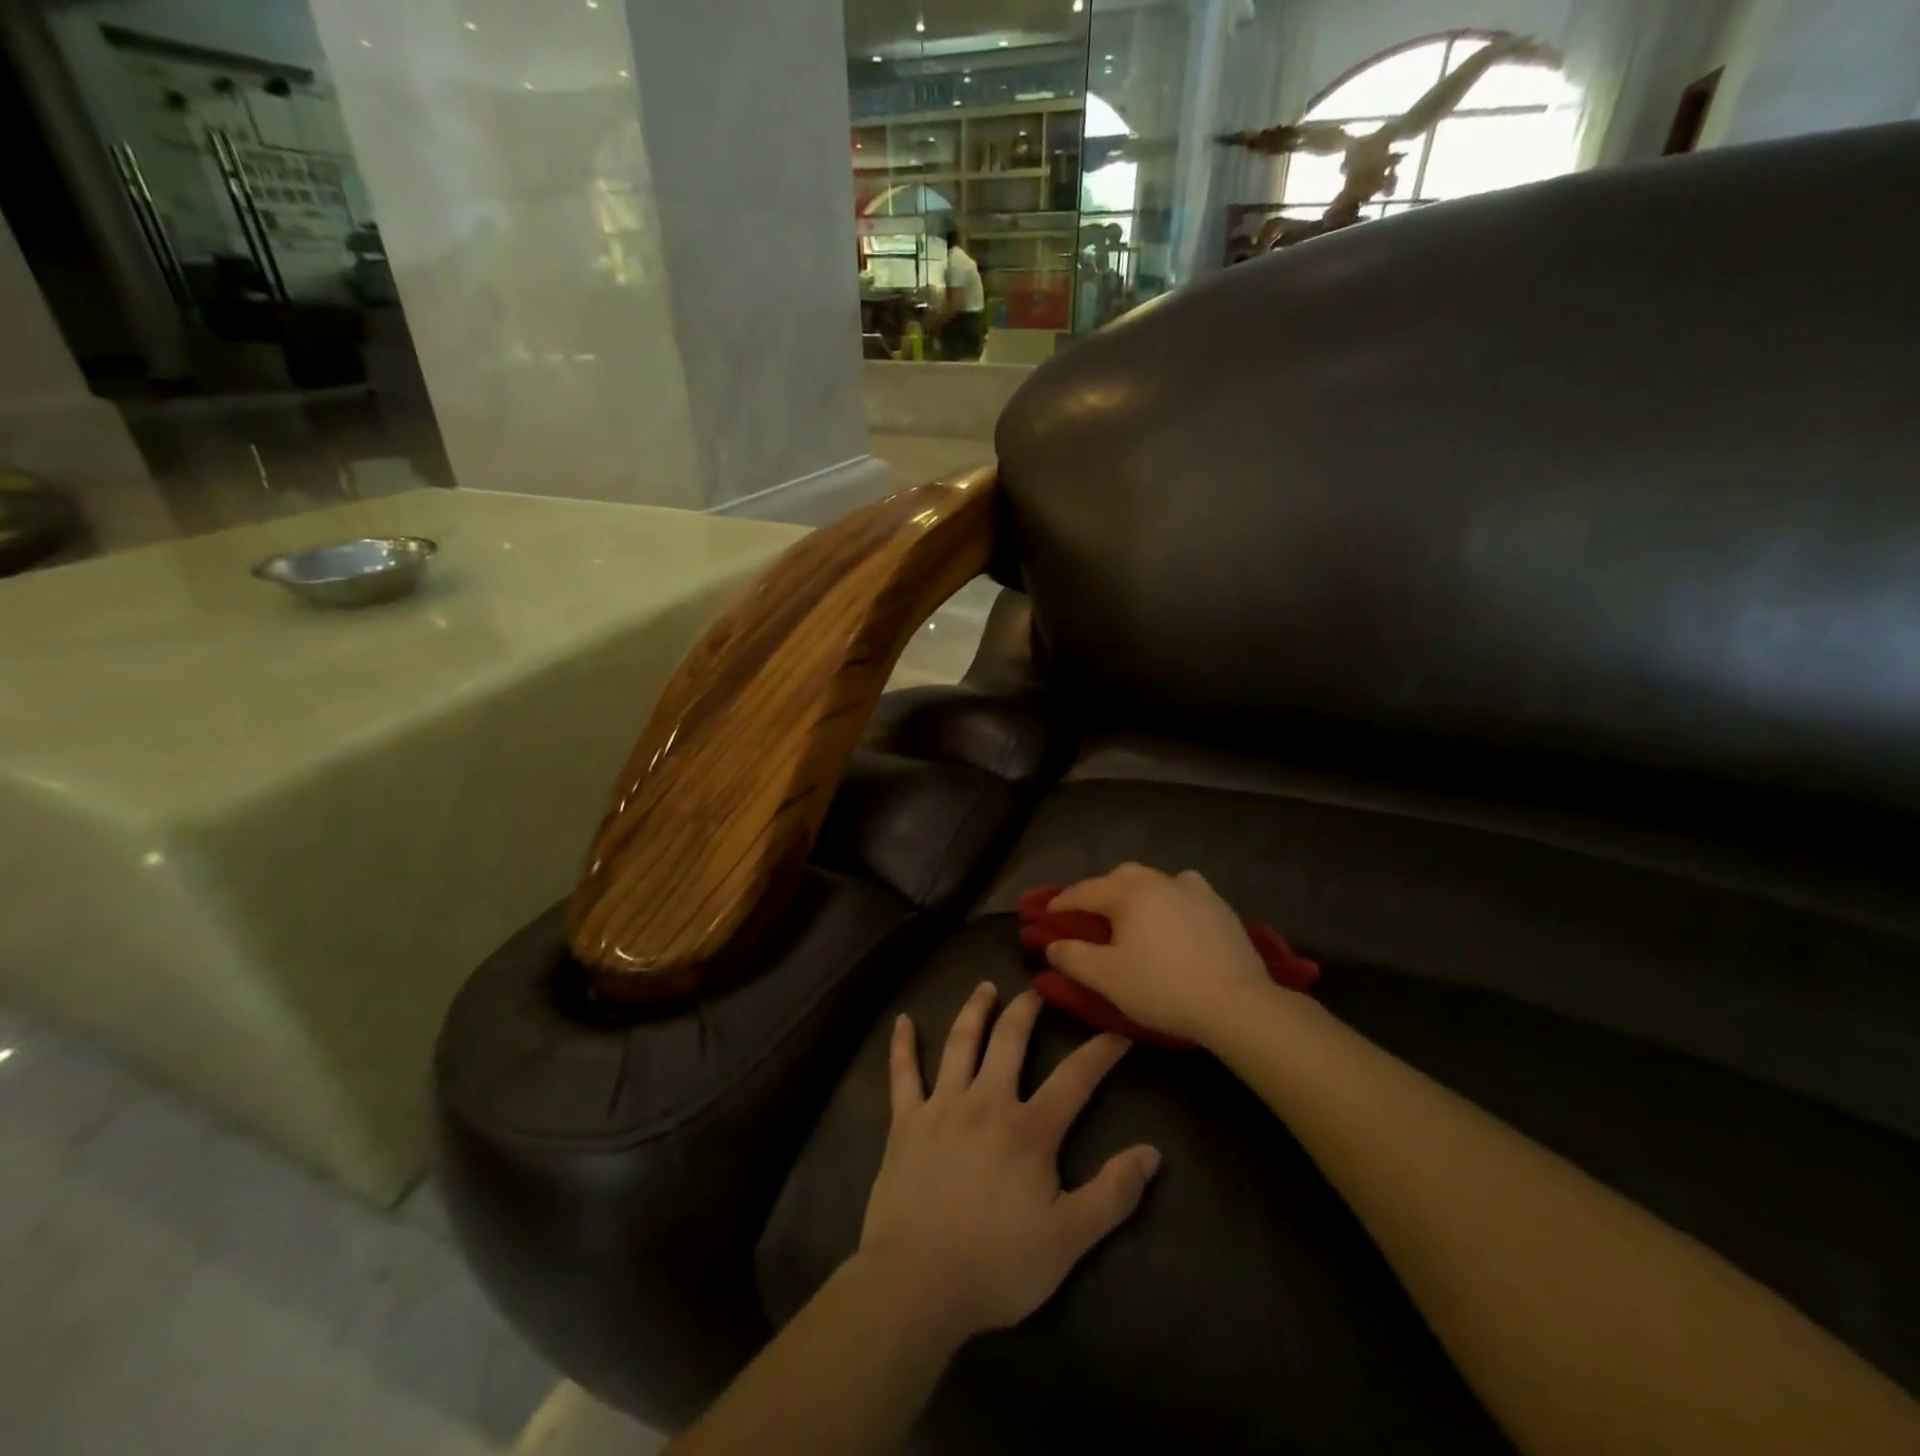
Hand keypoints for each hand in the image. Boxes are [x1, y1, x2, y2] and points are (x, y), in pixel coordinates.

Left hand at [857, 983, 1160, 1343]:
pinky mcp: (905, 1121)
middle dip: (1026, 1010)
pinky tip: (903, 1021)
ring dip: (974, 1011)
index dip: (1100, 1052)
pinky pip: (903, 1074)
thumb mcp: (1069, 1240)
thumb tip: (1152, 1153)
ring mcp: (942, 1106)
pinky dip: (902, 1045)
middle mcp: (986, 1101)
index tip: (1117, 1031)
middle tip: (1037, 990)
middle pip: (1009, 1041)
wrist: (917, 1284)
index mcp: (1029, 1129)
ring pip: (960, 1043)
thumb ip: (1113, 1194)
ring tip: (985, 987)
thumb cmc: (997, 1265)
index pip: (1075, 1078)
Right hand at [1043, 864, 1273, 1043]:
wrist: (1236, 1003)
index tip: (1046, 916)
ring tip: (1132, 915)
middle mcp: (1160, 881)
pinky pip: (1186, 891)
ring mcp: (1194, 891)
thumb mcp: (1106, 978)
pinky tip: (1174, 917)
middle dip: (1099, 891)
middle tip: (1089, 916)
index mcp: (1128, 893)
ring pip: (1155, 879)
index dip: (1062, 903)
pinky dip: (1171, 898)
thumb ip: (1072, 957)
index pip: (1085, 891)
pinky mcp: (1220, 907)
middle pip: (1120, 876)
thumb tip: (1052, 944)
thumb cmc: (1162, 988)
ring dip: (1136, 892)